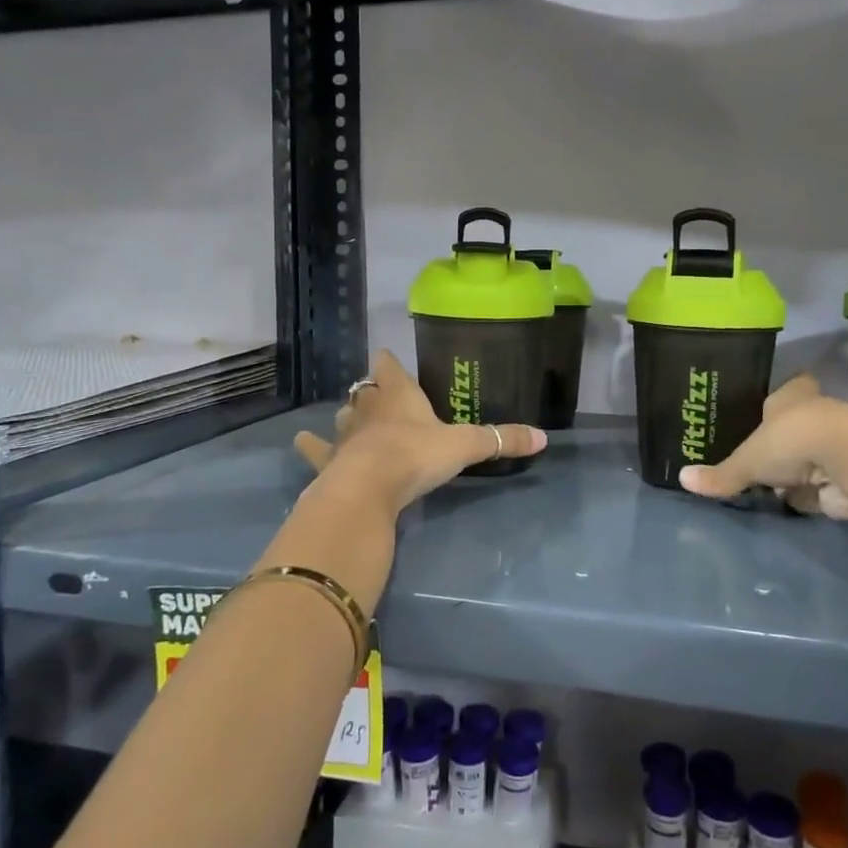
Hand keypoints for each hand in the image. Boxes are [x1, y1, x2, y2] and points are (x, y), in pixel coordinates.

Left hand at [293, 351, 547, 510]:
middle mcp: (368, 407)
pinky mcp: (328, 460)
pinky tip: (303, 442)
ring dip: (348, 416)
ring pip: (343, 415)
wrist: (368, 488)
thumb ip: (501, 440)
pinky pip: (316, 448)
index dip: (389, 362)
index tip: (389, 360)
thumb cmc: (416, 455)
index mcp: (399, 395)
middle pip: (365, 390)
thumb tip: (544, 437)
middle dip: (372, 391)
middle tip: (381, 397)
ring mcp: (344, 434)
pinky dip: (311, 446)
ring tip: (352, 420)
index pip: (388, 366)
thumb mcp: (465, 446)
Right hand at [678, 375, 847, 519]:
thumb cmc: (792, 440)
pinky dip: (811, 497)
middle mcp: (816, 414)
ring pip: (810, 458)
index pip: (789, 389)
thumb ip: (721, 474)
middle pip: (796, 426)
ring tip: (770, 485)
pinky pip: (822, 488)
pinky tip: (793, 505)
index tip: (767, 412)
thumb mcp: (747, 459)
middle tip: (758, 457)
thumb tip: (682, 479)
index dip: (780, 400)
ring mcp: (835, 446)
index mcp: (792, 397)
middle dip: (783, 443)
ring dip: (797, 473)